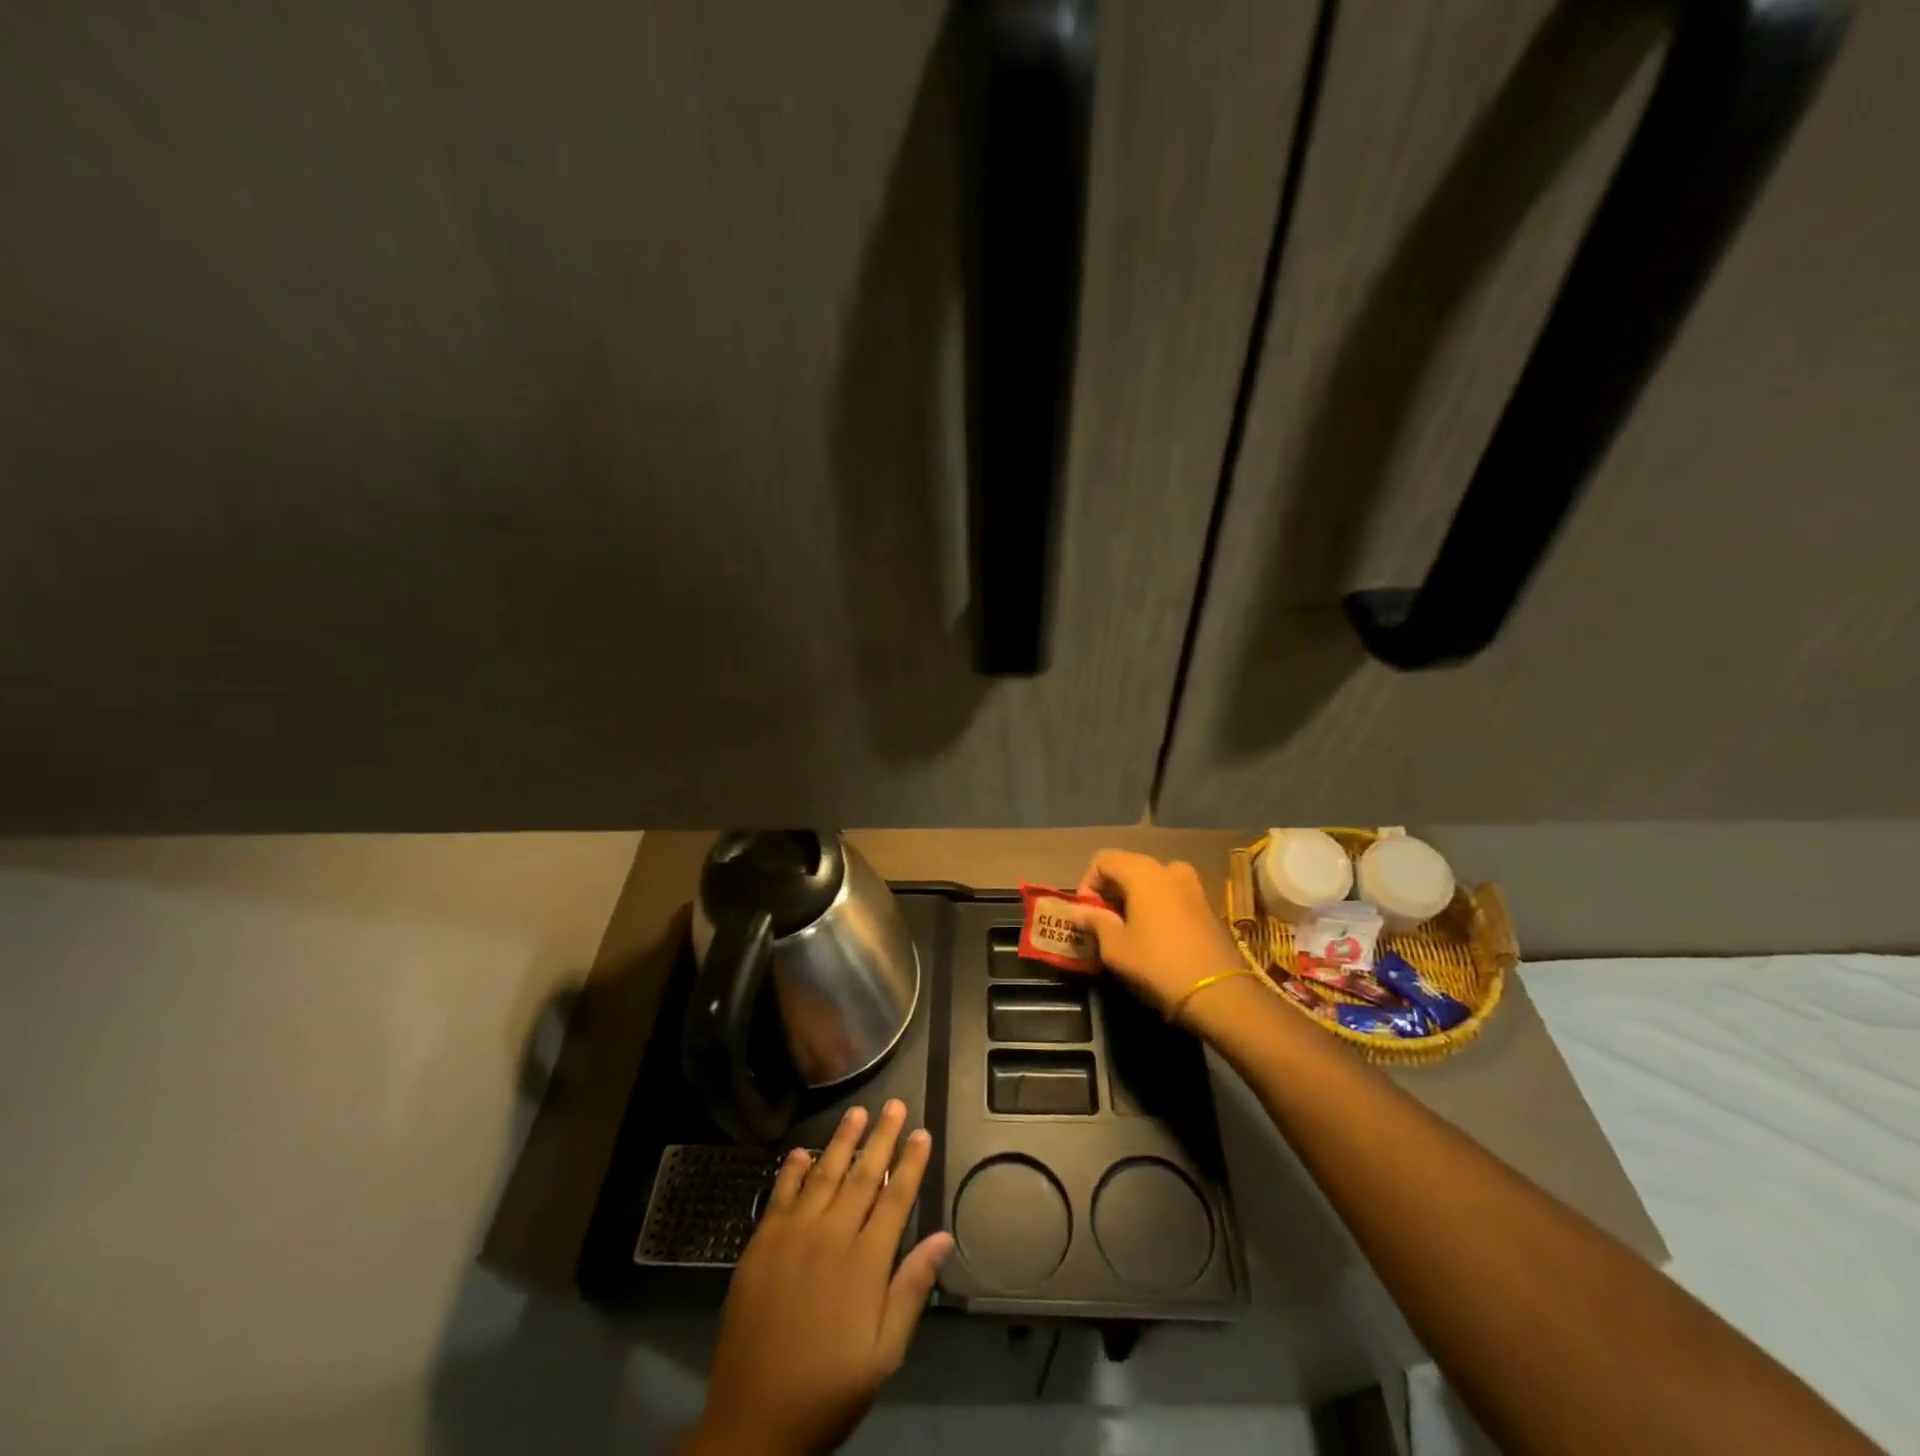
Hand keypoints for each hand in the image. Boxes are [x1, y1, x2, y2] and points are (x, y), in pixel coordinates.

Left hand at [684, 1100, 953, 1455]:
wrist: (754, 1421)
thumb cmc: (829, 1389)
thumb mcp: (883, 1353)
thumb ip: (911, 1290)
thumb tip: (943, 1237)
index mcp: (865, 1263)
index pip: (895, 1198)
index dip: (910, 1163)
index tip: (922, 1133)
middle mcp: (831, 1236)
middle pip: (862, 1175)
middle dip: (882, 1138)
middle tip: (895, 1105)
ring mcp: (793, 1236)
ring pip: (823, 1174)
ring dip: (842, 1141)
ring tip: (857, 1111)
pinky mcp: (761, 1244)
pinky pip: (780, 1195)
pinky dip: (792, 1170)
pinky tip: (800, 1152)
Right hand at [1064, 851, 1246, 1014]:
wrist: (1218, 991)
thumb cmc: (1157, 963)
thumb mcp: (1116, 947)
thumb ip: (1095, 921)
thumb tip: (1079, 912)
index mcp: (1143, 872)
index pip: (1104, 860)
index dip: (1088, 882)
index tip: (1086, 912)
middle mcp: (1168, 869)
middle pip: (1129, 866)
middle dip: (1111, 889)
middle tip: (1103, 920)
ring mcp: (1192, 885)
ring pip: (1152, 879)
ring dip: (1135, 896)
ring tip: (1128, 926)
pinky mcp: (1206, 904)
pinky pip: (1172, 893)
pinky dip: (1157, 904)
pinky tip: (1154, 933)